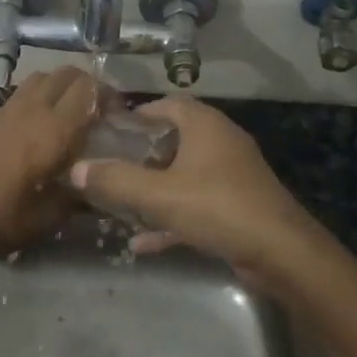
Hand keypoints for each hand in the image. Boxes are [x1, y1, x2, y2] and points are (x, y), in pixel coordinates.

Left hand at [0, 66, 99, 260]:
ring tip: (69, 114)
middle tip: (97, 112)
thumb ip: (77, 198)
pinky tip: (39, 127)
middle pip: (67, 74)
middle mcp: (32, 110)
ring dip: (62, 87)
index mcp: (52, 131)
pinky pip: (22, 92)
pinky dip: (39, 97)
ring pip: (43, 77)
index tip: (119, 117)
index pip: (89, 90)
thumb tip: (97, 189)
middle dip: (88, 86)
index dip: (109, 96)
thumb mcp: (46, 218)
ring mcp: (7, 109)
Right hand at [68, 96, 325, 289]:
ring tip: (121, 203)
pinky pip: (196, 205)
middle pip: (175, 139)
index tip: (110, 131)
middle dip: (142, 154)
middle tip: (111, 167)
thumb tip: (75, 169)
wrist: (281, 253)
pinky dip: (172, 218)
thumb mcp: (159, 195)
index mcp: (205, 126)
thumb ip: (115, 181)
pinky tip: (143, 243)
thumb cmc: (218, 208)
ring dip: (155, 189)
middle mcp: (220, 143)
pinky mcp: (237, 207)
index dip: (139, 114)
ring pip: (184, 175)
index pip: (169, 104)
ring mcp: (232, 176)